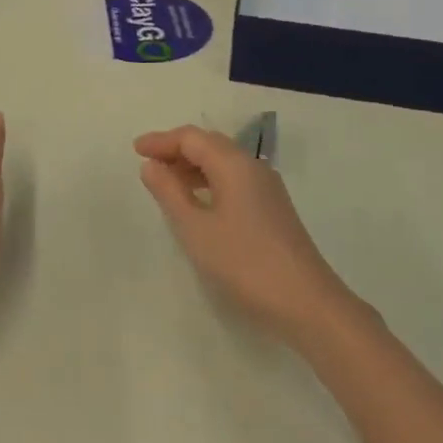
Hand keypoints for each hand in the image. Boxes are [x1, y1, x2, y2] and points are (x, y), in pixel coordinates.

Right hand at [135, 125, 354, 345]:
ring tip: (167, 183)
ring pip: (224, 163)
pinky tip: (198, 202)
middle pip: (209, 144)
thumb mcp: (195, 229)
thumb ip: (170, 193)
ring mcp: (267, 189)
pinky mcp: (273, 209)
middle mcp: (253, 167)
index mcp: (234, 164)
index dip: (161, 141)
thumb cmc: (244, 263)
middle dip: (176, 149)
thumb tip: (151, 165)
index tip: (136, 150)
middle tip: (148, 163)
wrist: (307, 304)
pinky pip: (234, 180)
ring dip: (193, 166)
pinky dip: (210, 181)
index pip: (192, 138)